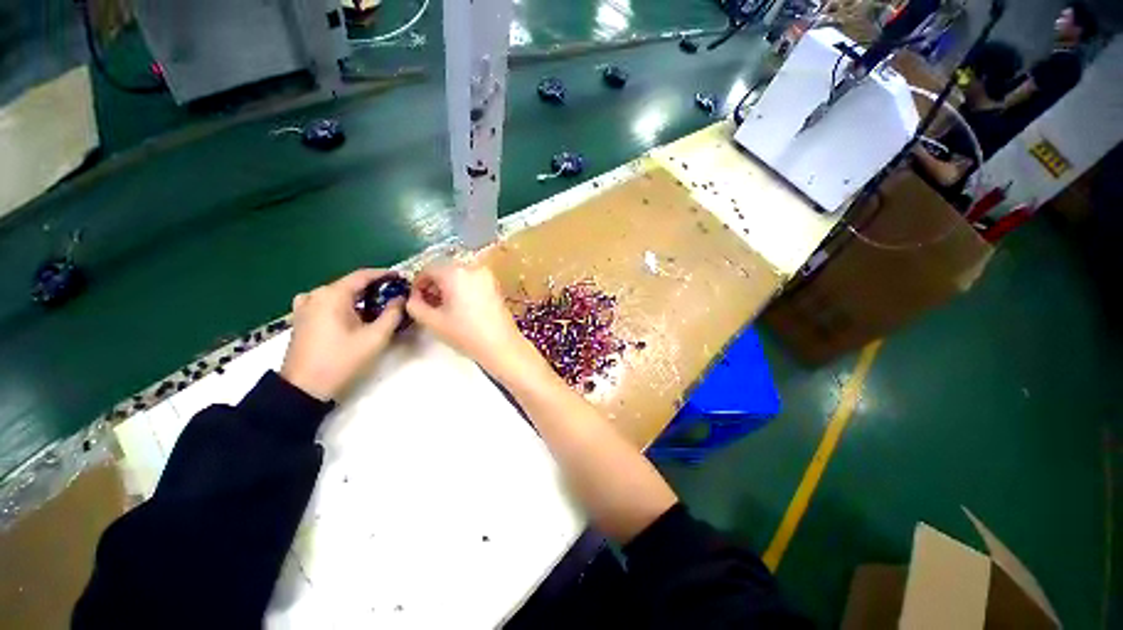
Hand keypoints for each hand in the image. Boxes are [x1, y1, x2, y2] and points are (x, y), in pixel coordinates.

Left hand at [280, 269, 404, 400]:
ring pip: (339, 294)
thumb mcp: (375, 337)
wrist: (304, 388)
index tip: (402, 278)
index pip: (362, 275)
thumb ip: (392, 314)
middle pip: (350, 284)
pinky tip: (353, 315)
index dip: (385, 274)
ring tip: (378, 306)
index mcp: (332, 295)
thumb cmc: (342, 360)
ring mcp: (305, 306)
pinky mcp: (301, 318)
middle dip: (374, 288)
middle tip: (395, 296)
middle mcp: (316, 294)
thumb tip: (401, 299)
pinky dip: (344, 304)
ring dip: (360, 297)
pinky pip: (327, 302)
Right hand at [406, 261, 539, 378]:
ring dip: (448, 285)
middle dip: (434, 284)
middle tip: (429, 303)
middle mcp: (472, 267)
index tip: (416, 299)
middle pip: (445, 269)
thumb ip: (415, 305)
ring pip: (460, 273)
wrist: (501, 345)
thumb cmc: (465, 333)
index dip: (418, 283)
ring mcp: (487, 275)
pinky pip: (473, 279)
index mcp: (455, 272)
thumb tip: (413, 297)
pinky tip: (462, 305)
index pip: (428, 268)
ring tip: (445, 306)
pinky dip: (463, 287)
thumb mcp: (432, 321)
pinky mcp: (495, 284)